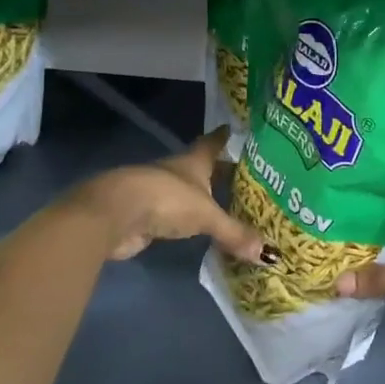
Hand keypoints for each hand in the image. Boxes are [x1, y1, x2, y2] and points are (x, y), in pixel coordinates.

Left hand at [82, 129, 262, 262]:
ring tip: (231, 204)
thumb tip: (269, 253)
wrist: (115, 214)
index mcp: (194, 161)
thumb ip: (234, 233)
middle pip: (203, 168)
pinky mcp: (148, 216)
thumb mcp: (206, 215)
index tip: (238, 130)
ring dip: (205, 197)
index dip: (225, 137)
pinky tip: (202, 228)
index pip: (213, 143)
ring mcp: (160, 193)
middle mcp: (177, 172)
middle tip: (249, 177)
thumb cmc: (166, 199)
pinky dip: (190, 221)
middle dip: (222, 172)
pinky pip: (177, 217)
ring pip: (189, 192)